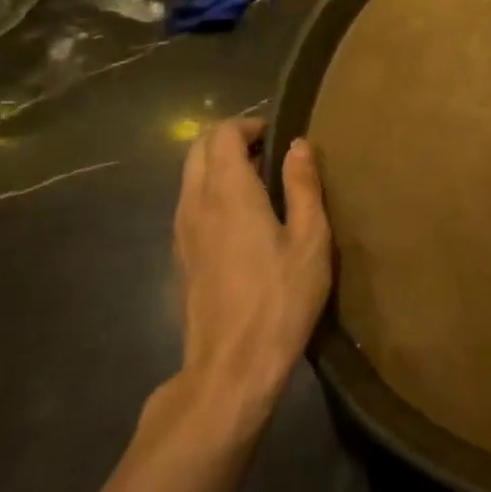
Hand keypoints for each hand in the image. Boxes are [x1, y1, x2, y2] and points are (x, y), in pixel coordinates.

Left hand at [166, 117, 331, 434]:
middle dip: (232, 139)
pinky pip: (190, 202)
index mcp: (228, 192)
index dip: (250, 124)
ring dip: (221, 166)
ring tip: (263, 185)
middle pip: (198, 148)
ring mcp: (181, 231)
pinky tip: (245, 219)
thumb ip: (303, 185)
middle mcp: (195, 203)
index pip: (222, 133)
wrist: (230, 368)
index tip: (281, 136)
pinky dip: (212, 192)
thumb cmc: (280, 298)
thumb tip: (298, 144)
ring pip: (190, 175)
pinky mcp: (180, 255)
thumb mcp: (310, 239)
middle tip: (272, 154)